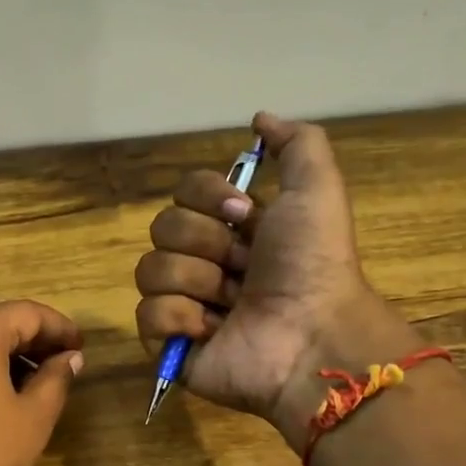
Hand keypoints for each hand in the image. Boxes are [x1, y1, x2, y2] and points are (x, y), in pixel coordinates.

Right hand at [134, 112, 419, 444]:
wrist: (312, 335)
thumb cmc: (314, 263)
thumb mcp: (318, 189)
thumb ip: (296, 144)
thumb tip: (257, 119)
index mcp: (232, 230)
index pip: (184, 192)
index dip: (208, 198)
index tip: (245, 215)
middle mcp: (204, 263)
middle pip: (162, 228)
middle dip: (206, 243)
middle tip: (243, 267)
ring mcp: (184, 307)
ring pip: (150, 270)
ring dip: (197, 281)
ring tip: (231, 304)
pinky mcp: (170, 346)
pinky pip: (147, 315)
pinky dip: (180, 319)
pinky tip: (212, 331)